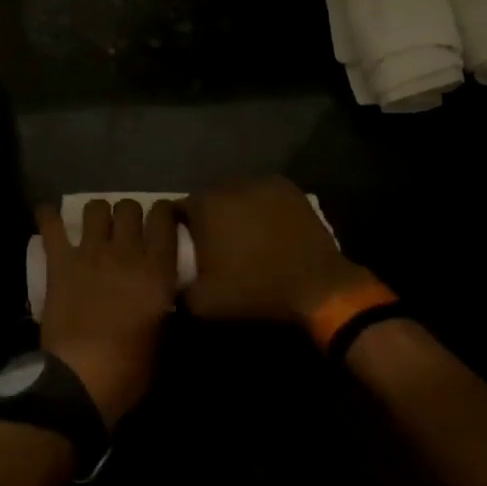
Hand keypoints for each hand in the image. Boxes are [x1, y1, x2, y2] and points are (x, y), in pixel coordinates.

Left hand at [36, 199, 180, 427]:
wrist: (81, 379)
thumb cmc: (129, 369)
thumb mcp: (163, 337)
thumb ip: (164, 303)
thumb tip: (163, 291)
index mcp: (156, 270)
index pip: (164, 218)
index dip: (164, 212)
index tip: (162, 220)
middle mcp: (125, 252)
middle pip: (129, 206)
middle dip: (130, 213)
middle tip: (127, 230)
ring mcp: (90, 253)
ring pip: (96, 207)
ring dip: (98, 214)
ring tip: (96, 227)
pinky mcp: (60, 262)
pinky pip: (51, 225)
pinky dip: (47, 216)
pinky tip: (48, 215)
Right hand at [182, 176, 374, 323]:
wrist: (317, 287)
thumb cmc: (256, 291)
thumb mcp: (204, 303)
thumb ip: (176, 289)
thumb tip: (169, 283)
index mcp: (204, 206)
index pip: (177, 210)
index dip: (180, 230)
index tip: (189, 250)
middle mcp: (228, 184)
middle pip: (207, 199)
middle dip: (208, 218)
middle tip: (216, 245)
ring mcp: (260, 182)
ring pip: (234, 193)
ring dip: (233, 210)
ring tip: (244, 236)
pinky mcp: (286, 187)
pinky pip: (261, 193)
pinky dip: (259, 206)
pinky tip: (267, 227)